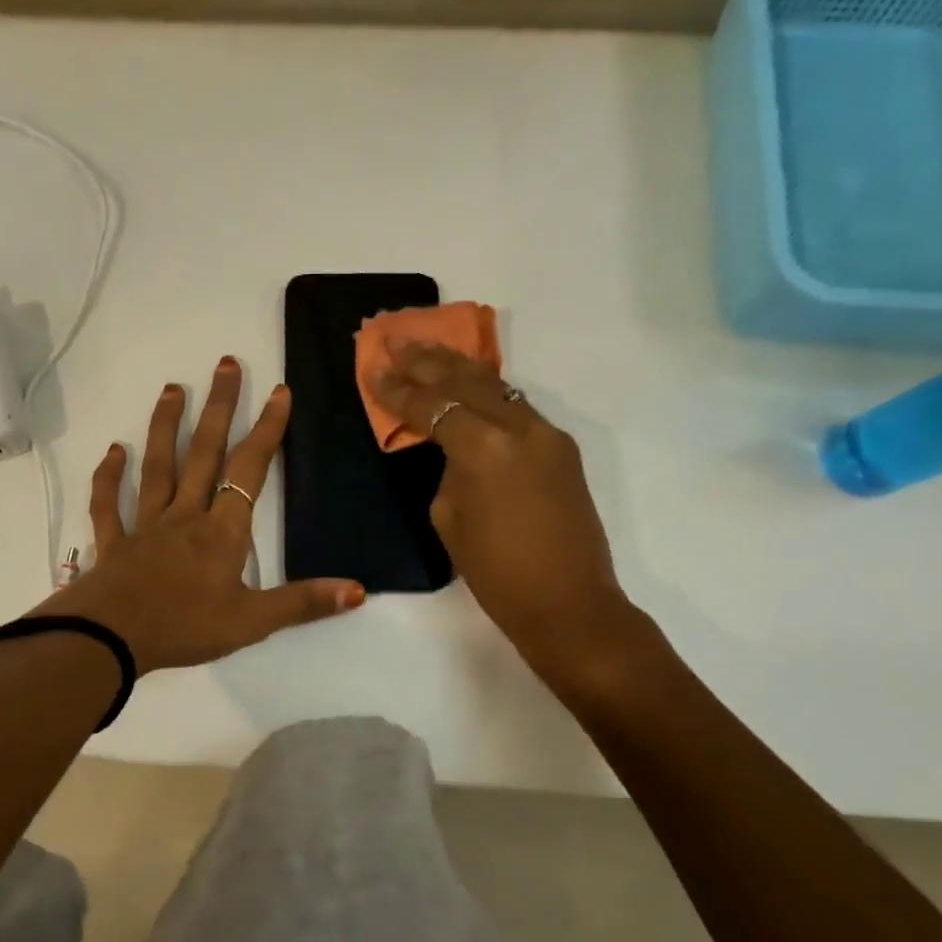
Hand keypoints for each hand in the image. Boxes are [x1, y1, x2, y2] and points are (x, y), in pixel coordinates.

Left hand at [34, 356, 365, 673]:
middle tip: (226, 364)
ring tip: (172, 389)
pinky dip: (109, 477)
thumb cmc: (184, 628)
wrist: (111, 639)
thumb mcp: (252, 622)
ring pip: (158, 467)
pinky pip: (109, 504)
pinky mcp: (113, 542)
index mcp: (221, 532)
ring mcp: (145, 525)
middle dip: (219, 408)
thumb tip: (358, 590)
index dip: (267, 431)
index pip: (249, 471)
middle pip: (204, 453)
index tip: (279, 392)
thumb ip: (302, 604)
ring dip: (165, 427)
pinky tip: (113, 451)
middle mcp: (185, 516)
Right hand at [366, 340, 638, 687]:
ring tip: (430, 349)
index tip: (374, 370)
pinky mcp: (561, 448)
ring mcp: (547, 434)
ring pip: (497, 387)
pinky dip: (488, 392)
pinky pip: (517, 408)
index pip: (432, 407)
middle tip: (397, 340)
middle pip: (466, 382)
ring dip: (460, 368)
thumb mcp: (450, 519)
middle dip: (427, 361)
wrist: (567, 602)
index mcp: (483, 448)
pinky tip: (470, 385)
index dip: (398, 391)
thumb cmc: (496, 572)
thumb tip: (454, 451)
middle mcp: (518, 428)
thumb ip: (448, 471)